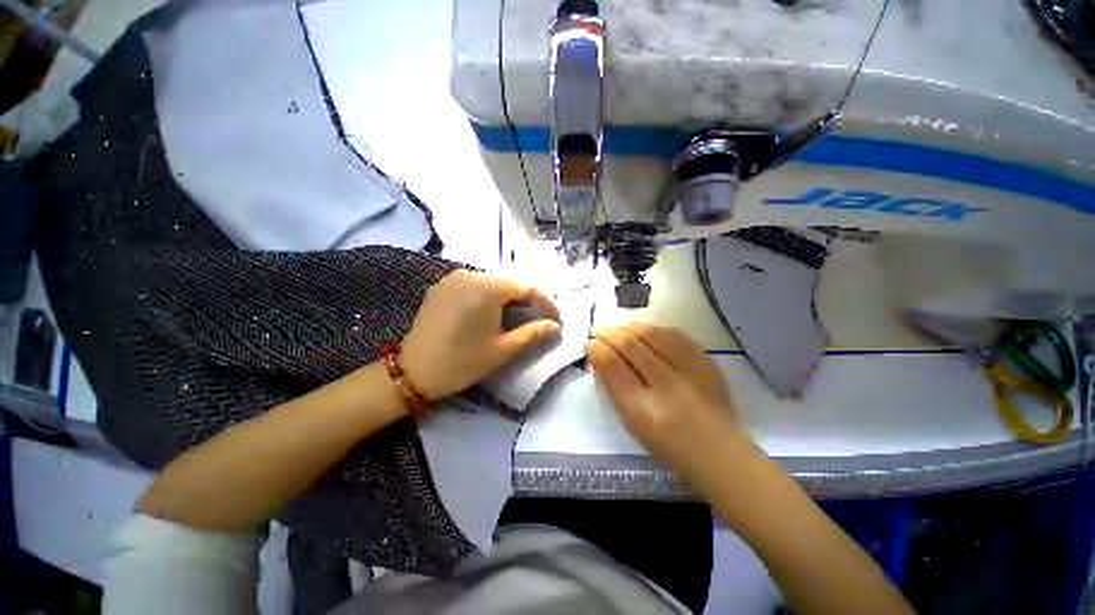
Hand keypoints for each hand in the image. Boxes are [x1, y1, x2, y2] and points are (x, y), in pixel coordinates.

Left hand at [401, 270, 560, 399]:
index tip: (555, 317)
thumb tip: (555, 326)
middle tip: (537, 318)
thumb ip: (532, 333)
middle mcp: (470, 274)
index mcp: (487, 287)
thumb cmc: (462, 361)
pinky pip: (474, 285)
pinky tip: (490, 312)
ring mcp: (453, 278)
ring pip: (492, 281)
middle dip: (526, 299)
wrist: (412, 372)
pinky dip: (488, 295)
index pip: (526, 286)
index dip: (544, 301)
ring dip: (508, 297)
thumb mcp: (502, 349)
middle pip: (509, 281)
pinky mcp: (442, 286)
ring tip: (517, 316)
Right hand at [586, 323, 738, 476]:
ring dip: (629, 327)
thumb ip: (613, 387)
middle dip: (609, 333)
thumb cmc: (666, 444)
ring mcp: (690, 371)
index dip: (597, 348)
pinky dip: (654, 329)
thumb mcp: (630, 422)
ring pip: (652, 333)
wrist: (718, 452)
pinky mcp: (707, 362)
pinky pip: (674, 334)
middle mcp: (666, 386)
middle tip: (599, 332)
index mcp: (642, 409)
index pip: (612, 364)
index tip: (590, 344)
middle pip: (630, 344)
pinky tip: (645, 331)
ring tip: (619, 329)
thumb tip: (601, 355)